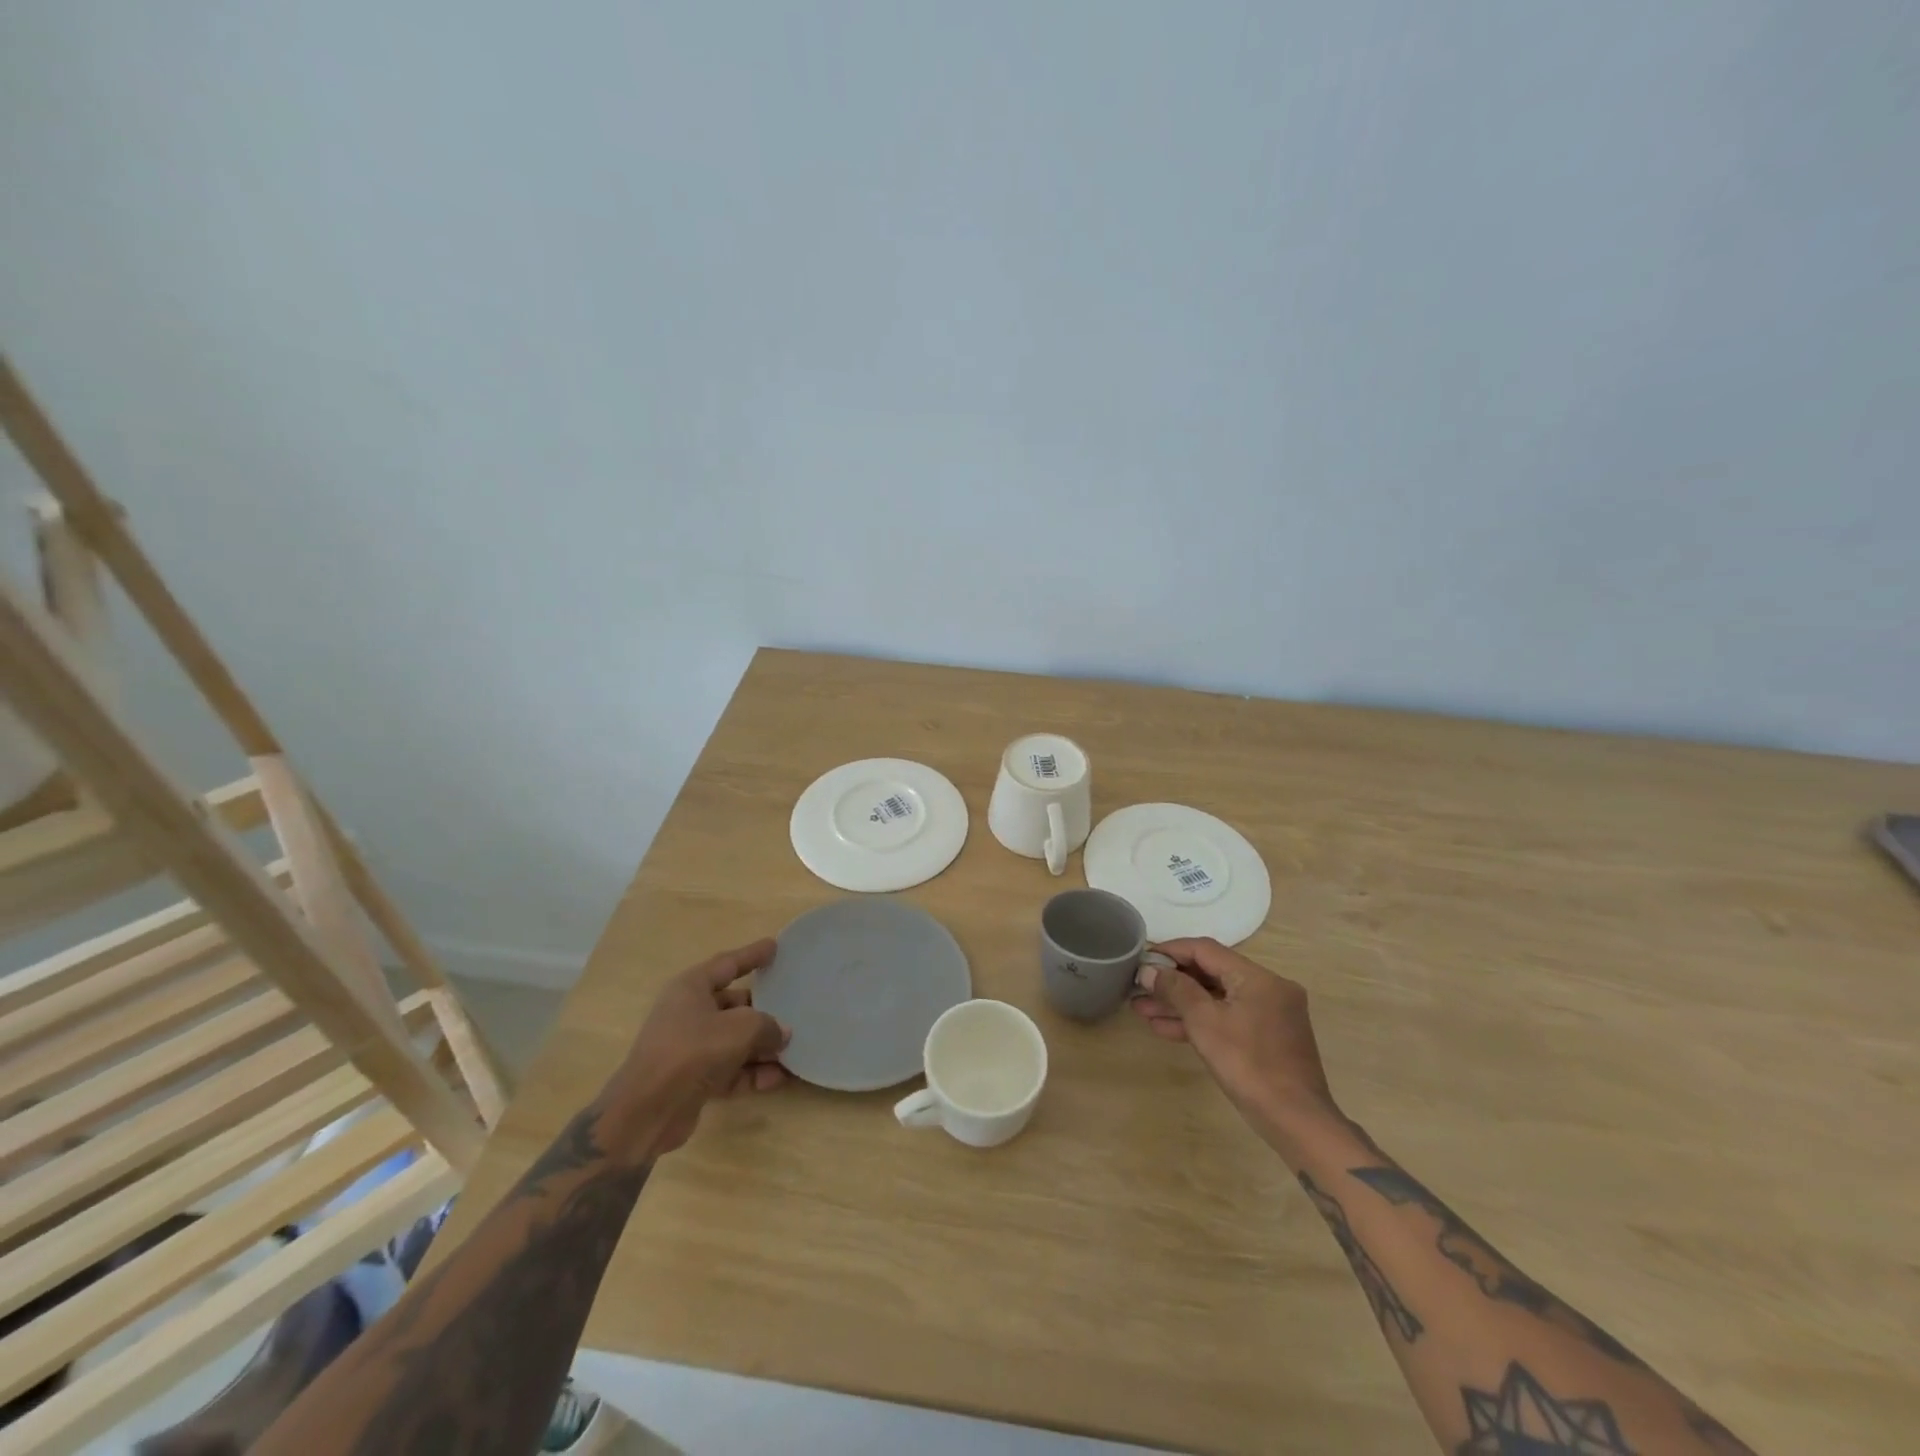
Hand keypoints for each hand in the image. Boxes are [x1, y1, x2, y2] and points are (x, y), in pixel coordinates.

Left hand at [603, 939, 790, 1156]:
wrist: (647, 1111)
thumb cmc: (693, 1050)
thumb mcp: (741, 1028)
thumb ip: (768, 1025)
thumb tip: (782, 1032)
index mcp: (692, 988)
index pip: (727, 964)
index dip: (752, 955)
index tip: (774, 946)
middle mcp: (688, 1013)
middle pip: (733, 1005)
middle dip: (763, 1011)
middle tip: (793, 1009)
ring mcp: (689, 1048)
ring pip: (734, 1040)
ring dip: (762, 1047)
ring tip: (792, 1051)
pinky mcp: (692, 1079)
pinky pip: (729, 1069)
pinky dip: (751, 1073)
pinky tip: (777, 1079)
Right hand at [1132, 937, 1337, 1142]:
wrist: (1296, 1122)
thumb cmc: (1248, 1065)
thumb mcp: (1205, 1023)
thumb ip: (1176, 990)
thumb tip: (1149, 970)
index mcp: (1258, 977)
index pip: (1206, 950)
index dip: (1171, 951)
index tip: (1142, 959)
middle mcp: (1268, 988)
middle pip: (1211, 974)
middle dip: (1172, 982)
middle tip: (1139, 988)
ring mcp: (1269, 1014)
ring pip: (1217, 999)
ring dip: (1181, 1004)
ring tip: (1142, 1010)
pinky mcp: (1267, 1038)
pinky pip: (1228, 1018)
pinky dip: (1200, 1021)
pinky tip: (1166, 1029)